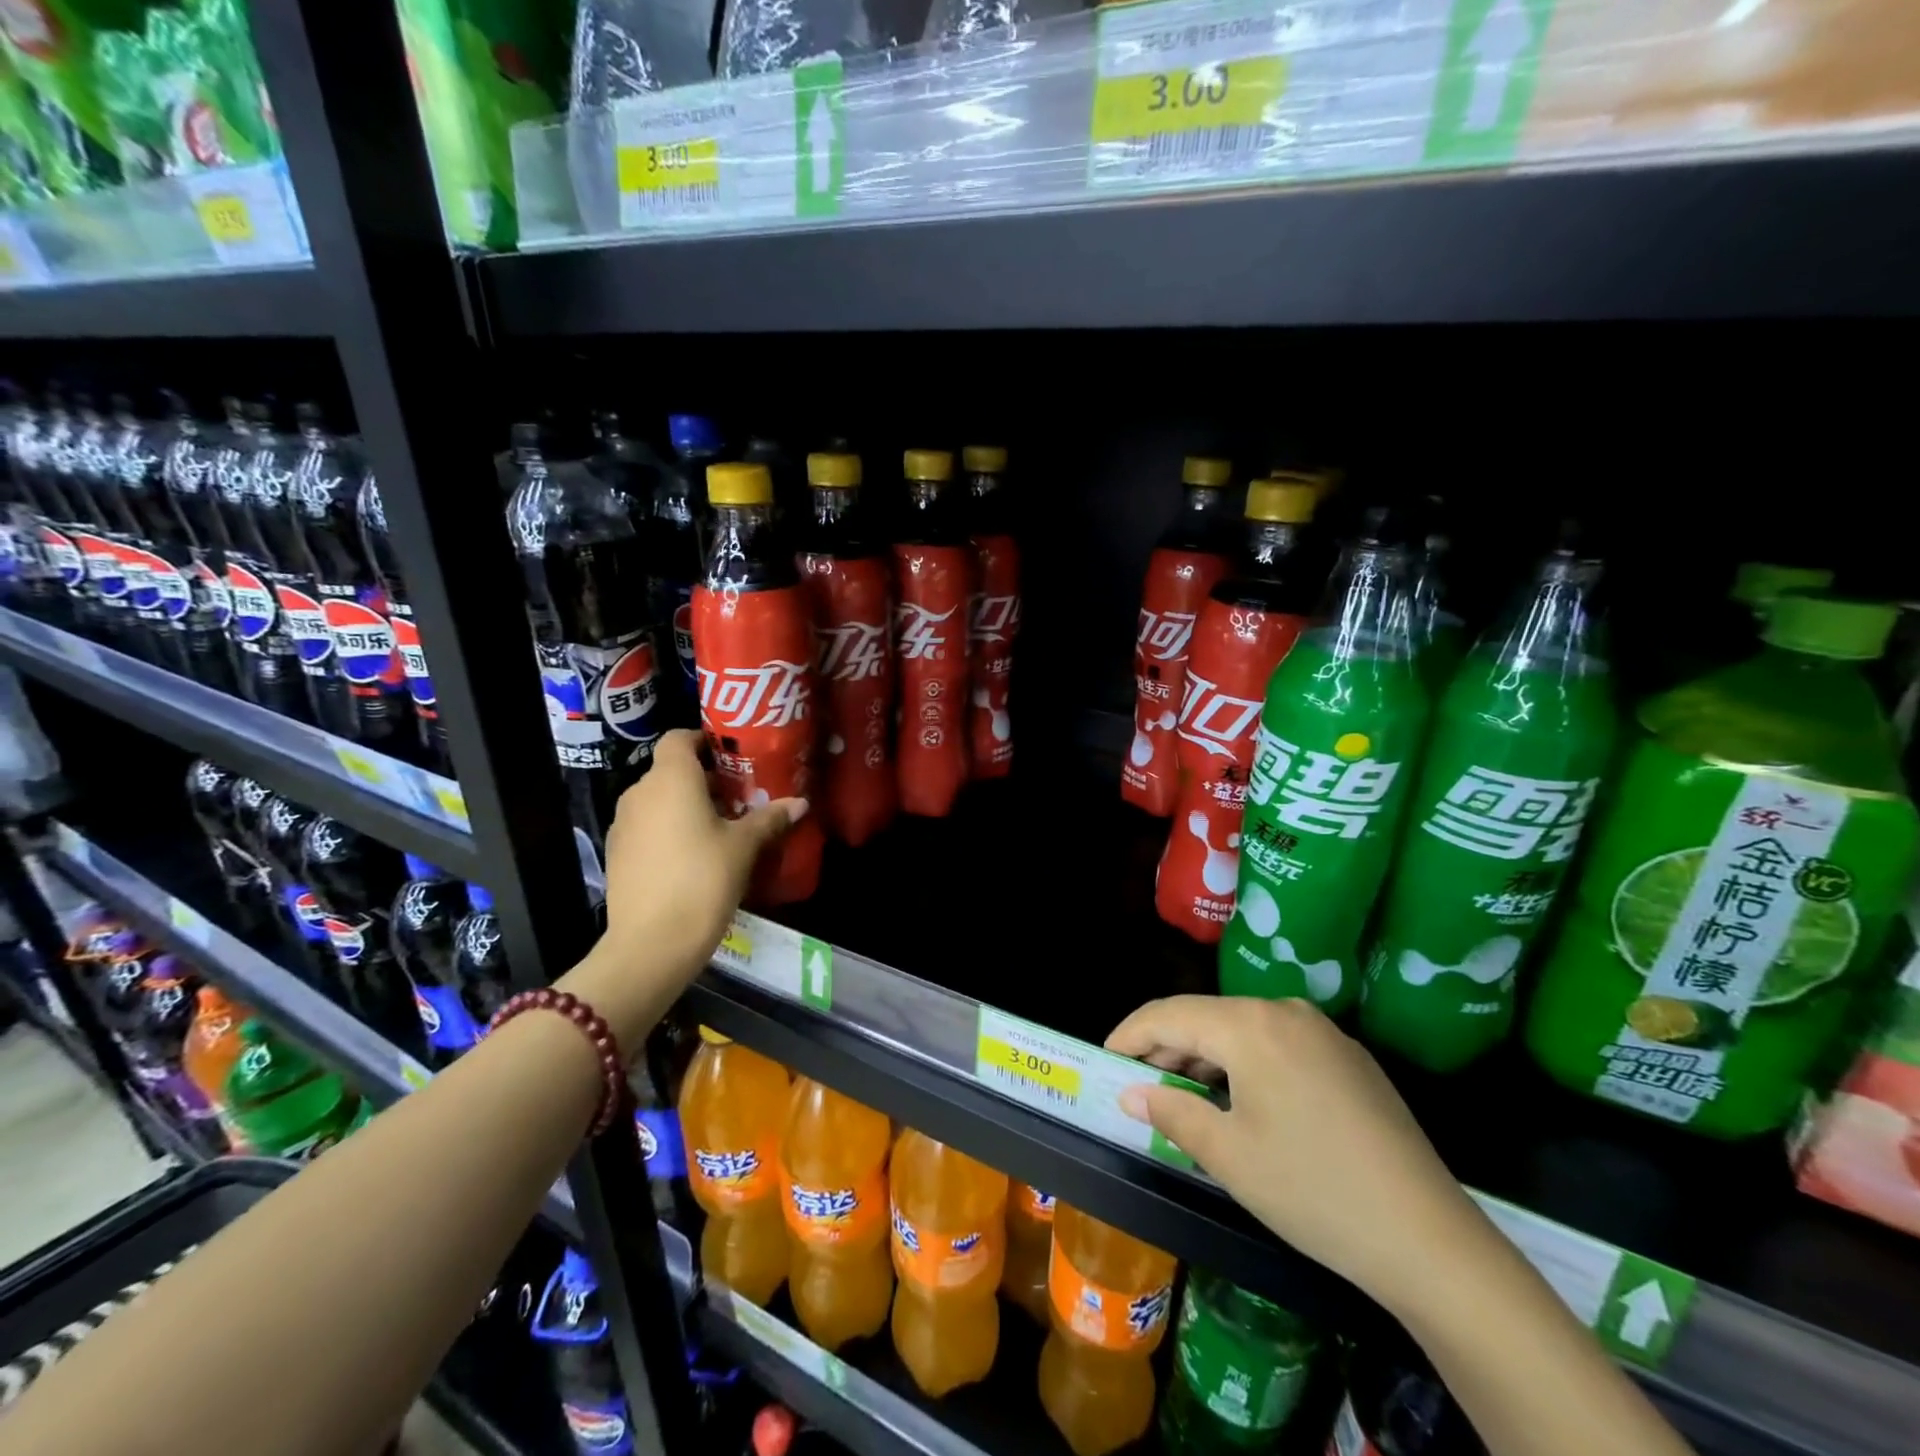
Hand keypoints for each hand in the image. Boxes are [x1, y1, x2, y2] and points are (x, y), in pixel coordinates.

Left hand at [565, 730, 803, 1043]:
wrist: (651, 944)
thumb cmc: (703, 880)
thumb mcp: (744, 847)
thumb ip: (770, 819)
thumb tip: (800, 802)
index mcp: (671, 779)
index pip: (678, 738)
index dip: (703, 740)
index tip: (732, 755)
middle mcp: (640, 793)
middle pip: (671, 771)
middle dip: (703, 778)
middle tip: (739, 796)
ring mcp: (623, 824)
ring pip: (658, 800)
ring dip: (685, 805)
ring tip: (720, 827)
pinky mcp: (617, 854)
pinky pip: (647, 827)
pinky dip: (668, 829)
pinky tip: (693, 856)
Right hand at [1107, 995, 1490, 1313]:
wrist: (1430, 1239)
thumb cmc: (1312, 1191)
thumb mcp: (1229, 1155)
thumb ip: (1172, 1110)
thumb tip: (1133, 1092)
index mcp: (1251, 1025)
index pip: (1171, 1014)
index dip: (1131, 1034)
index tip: (1106, 1060)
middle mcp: (1285, 1011)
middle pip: (1207, 1016)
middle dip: (1167, 1046)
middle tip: (1139, 1083)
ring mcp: (1323, 1032)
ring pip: (1242, 1029)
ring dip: (1205, 1055)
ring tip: (1182, 1093)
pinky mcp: (1348, 1058)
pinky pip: (1277, 1044)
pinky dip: (1244, 1063)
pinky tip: (1239, 1099)